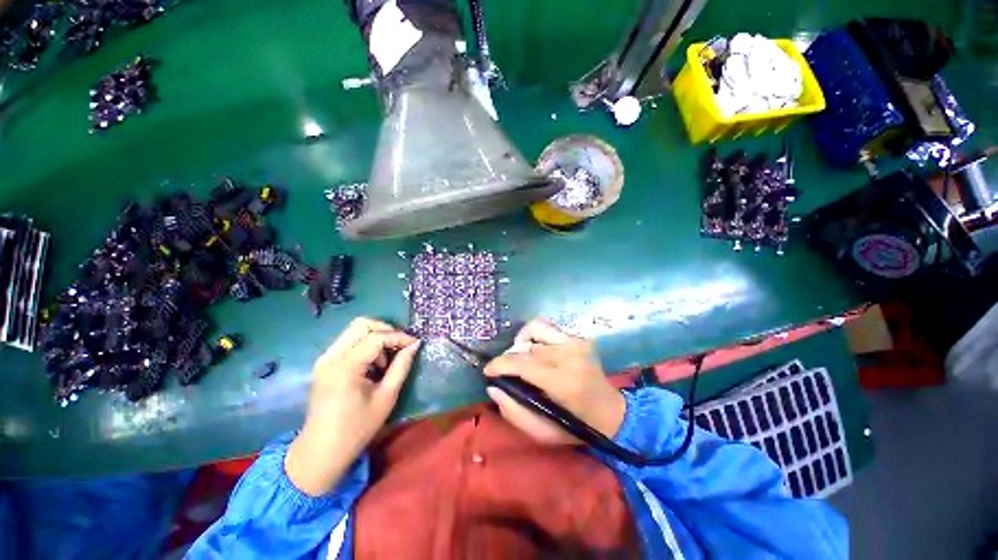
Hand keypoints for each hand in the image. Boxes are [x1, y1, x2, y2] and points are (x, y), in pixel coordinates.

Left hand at [286, 318, 419, 495]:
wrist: (321, 450)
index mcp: (346, 366)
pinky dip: (365, 345)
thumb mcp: (386, 397)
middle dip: (386, 330)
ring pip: (354, 330)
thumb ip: (401, 366)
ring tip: (386, 360)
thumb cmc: (357, 427)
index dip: (399, 337)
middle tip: (401, 346)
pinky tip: (373, 364)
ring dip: (375, 337)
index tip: (416, 344)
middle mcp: (331, 356)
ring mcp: (325, 358)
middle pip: (362, 324)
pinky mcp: (324, 363)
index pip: (377, 337)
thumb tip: (414, 345)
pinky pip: (348, 341)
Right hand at [483, 319, 625, 445]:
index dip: (500, 364)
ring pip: (535, 329)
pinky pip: (546, 328)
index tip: (488, 371)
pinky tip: (535, 350)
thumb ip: (513, 412)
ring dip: (522, 343)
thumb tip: (493, 386)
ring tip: (521, 358)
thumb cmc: (575, 426)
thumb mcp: (542, 433)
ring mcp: (576, 342)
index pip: (523, 363)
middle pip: (527, 347)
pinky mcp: (578, 337)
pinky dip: (534, 336)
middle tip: (506, 371)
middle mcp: (570, 355)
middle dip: (509, 358)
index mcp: (563, 382)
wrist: (610, 412)